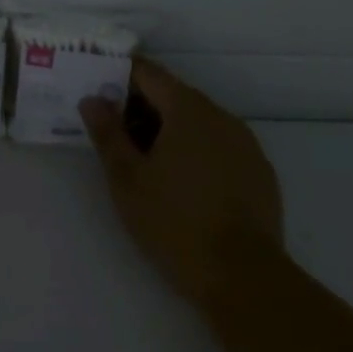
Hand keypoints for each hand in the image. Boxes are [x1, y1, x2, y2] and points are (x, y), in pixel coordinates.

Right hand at [80, 58, 283, 304]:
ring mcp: (246, 144)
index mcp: (188, 110)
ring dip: (169, 130)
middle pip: (174, 95)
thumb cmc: (174, 222)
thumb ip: (107, 133)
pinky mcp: (260, 172)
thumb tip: (92, 100)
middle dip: (141, 107)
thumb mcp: (126, 178)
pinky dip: (196, 151)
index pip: (148, 74)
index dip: (119, 76)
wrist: (244, 277)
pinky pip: (220, 146)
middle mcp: (221, 116)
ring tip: (144, 162)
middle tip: (113, 133)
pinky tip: (182, 184)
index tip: (97, 90)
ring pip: (198, 122)